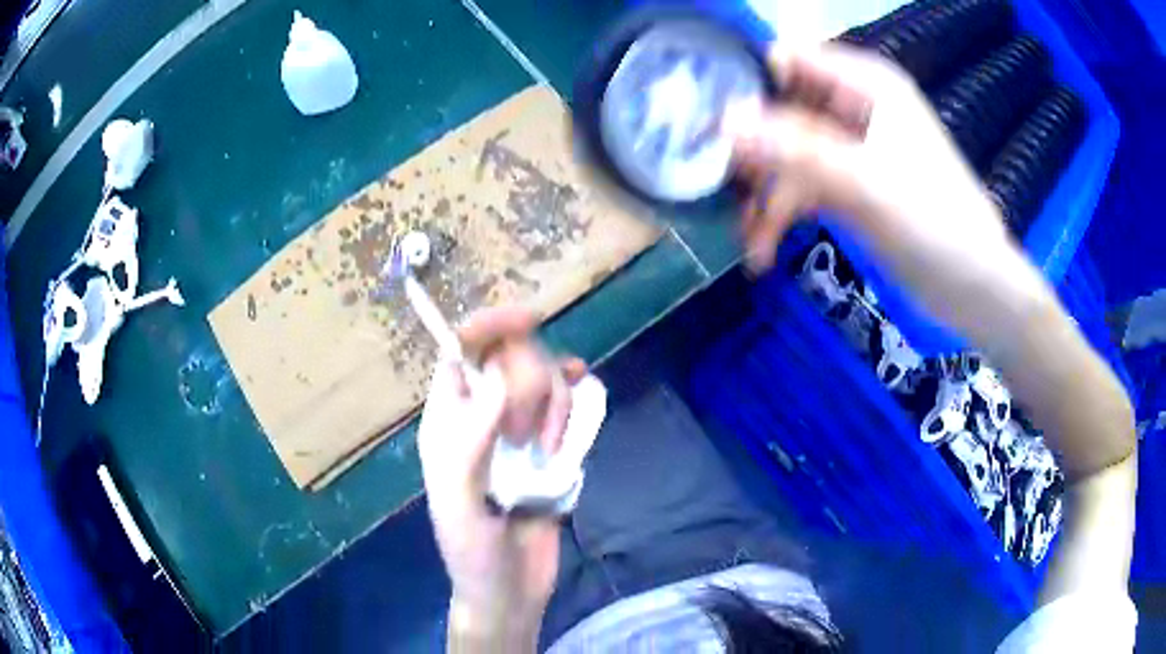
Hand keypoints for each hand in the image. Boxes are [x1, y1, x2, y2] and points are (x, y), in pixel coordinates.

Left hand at [417, 307, 584, 647]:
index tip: (529, 319)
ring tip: (550, 454)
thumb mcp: (460, 502)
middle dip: (531, 387)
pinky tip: (584, 403)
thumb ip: (472, 442)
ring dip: (556, 406)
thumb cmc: (472, 552)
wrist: (510, 591)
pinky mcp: (551, 449)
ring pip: (545, 381)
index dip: (489, 327)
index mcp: (448, 422)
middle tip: (529, 441)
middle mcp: (483, 417)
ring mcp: (519, 433)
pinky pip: (569, 406)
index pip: (461, 352)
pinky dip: (578, 400)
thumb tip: (498, 376)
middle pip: (512, 360)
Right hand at [728, 44, 1136, 607]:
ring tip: (752, 245)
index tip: (704, 119)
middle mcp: (854, 107)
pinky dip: (782, 218)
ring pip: (787, 157)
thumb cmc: (938, 226)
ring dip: (765, 198)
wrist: (978, 291)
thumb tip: (723, 120)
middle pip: (781, 111)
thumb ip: (796, 150)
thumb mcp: (867, 184)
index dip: (745, 80)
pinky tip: (766, 253)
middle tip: (719, 191)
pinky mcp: (851, 188)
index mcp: (866, 84)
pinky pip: (802, 190)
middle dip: (751, 152)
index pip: (788, 60)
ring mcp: (852, 150)